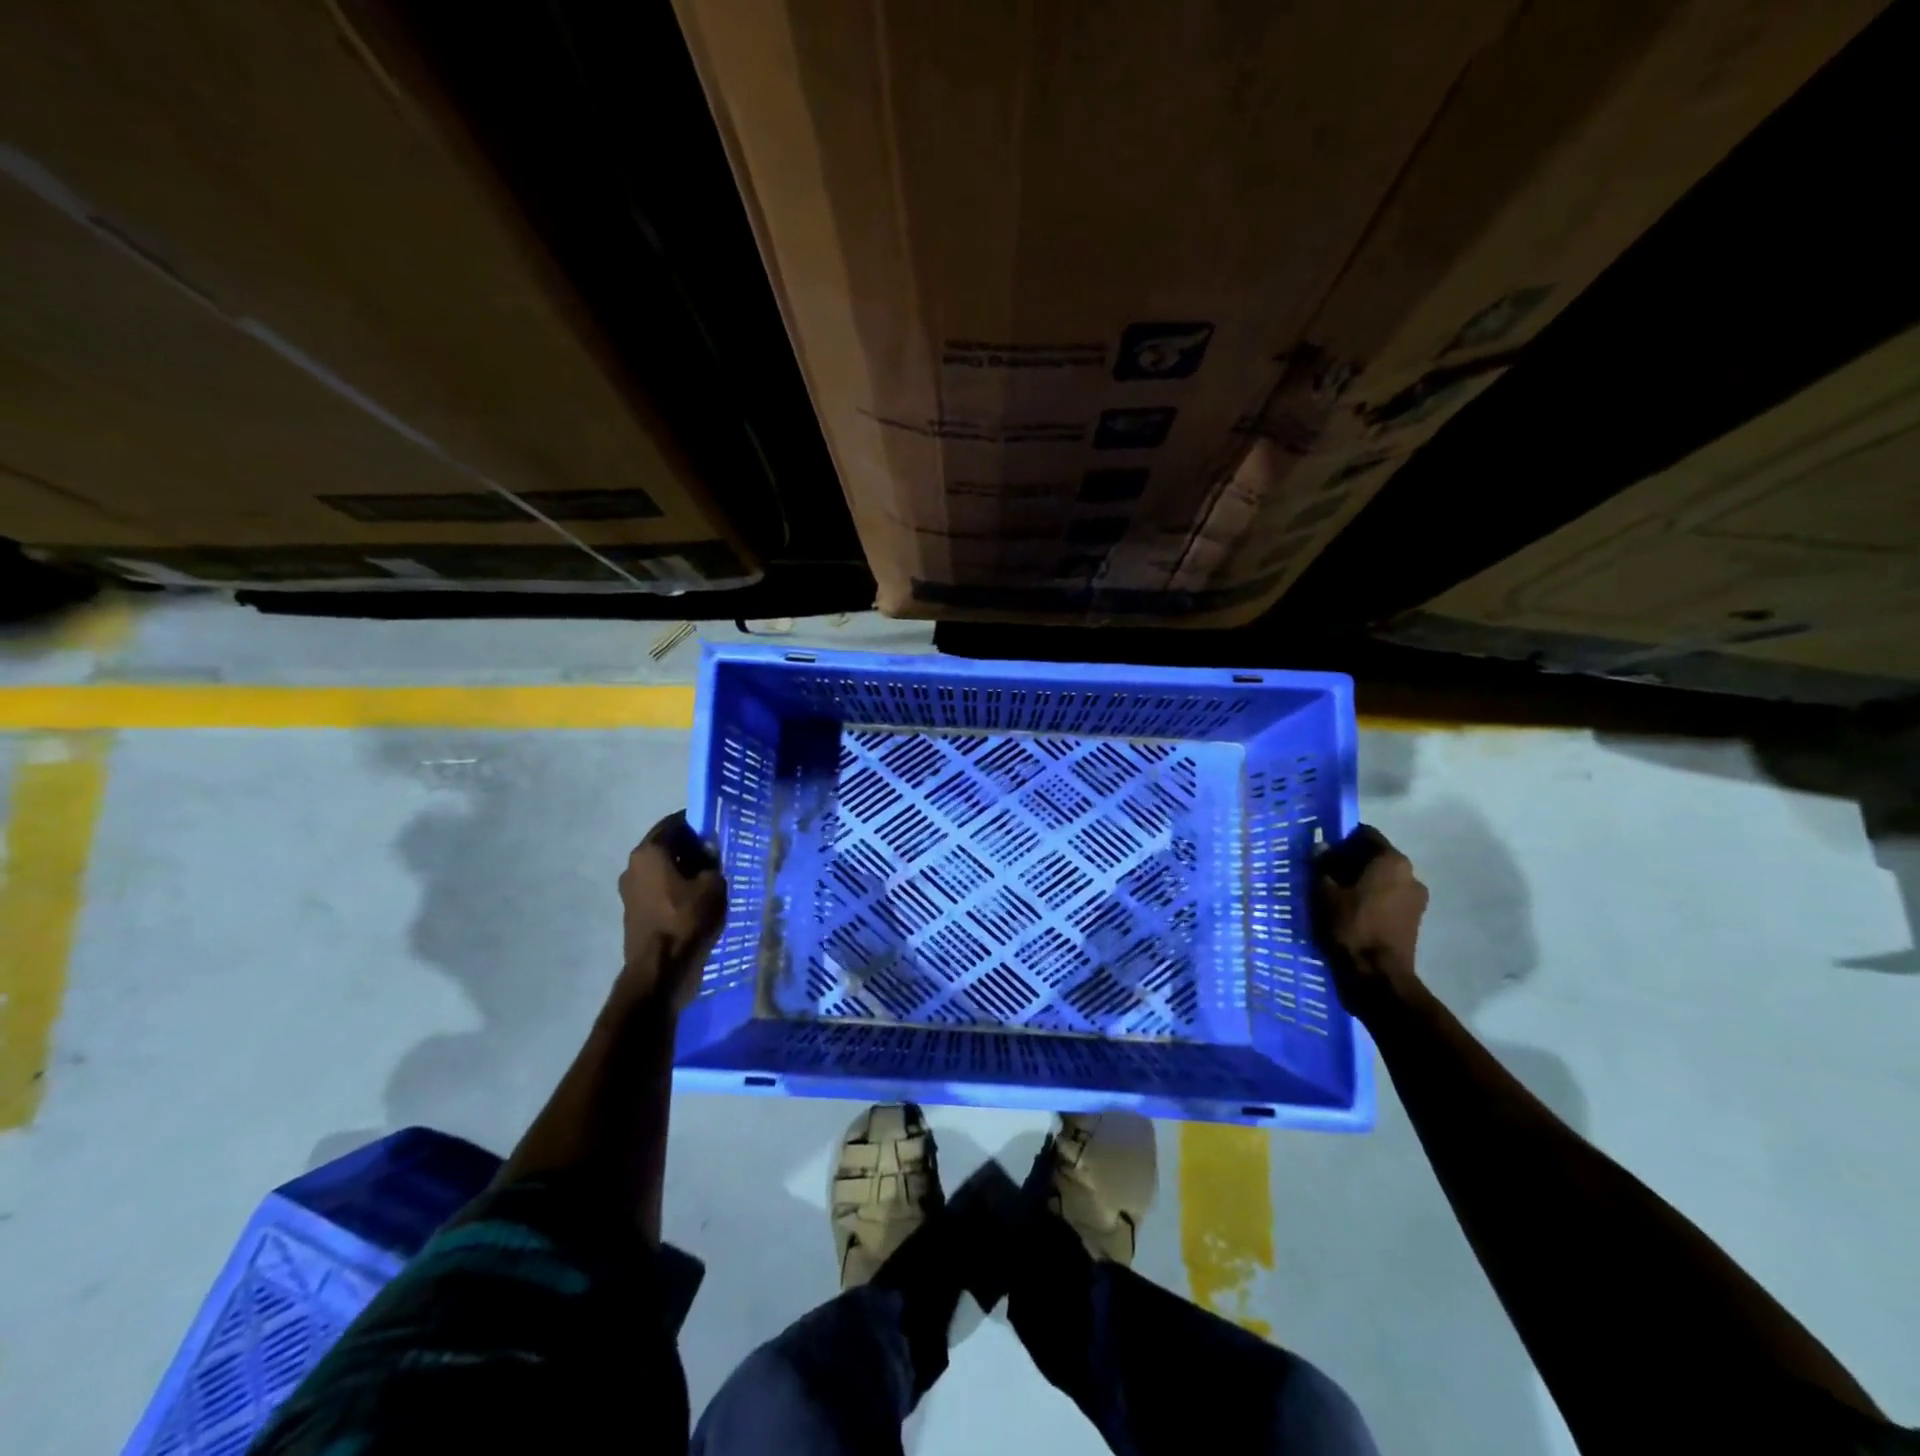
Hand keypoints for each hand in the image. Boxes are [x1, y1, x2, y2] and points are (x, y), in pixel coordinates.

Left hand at [614, 810, 727, 1014]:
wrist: (661, 971)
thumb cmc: (687, 920)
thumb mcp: (713, 885)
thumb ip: (711, 862)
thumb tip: (707, 852)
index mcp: (649, 851)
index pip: (675, 822)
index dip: (698, 823)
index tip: (717, 829)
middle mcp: (633, 866)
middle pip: (666, 846)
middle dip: (691, 847)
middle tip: (718, 854)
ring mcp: (629, 891)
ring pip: (661, 869)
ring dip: (683, 870)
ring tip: (710, 879)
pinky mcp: (633, 912)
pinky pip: (658, 889)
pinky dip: (675, 889)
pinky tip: (696, 900)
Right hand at [1313, 825, 1427, 1019]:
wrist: (1377, 976)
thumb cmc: (1351, 926)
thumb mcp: (1325, 893)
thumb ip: (1322, 866)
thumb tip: (1321, 848)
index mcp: (1391, 861)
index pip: (1365, 834)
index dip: (1341, 838)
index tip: (1322, 849)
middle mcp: (1410, 875)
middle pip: (1375, 857)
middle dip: (1350, 861)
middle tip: (1323, 871)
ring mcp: (1415, 899)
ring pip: (1381, 879)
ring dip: (1360, 882)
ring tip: (1334, 894)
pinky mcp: (1412, 920)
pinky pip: (1387, 898)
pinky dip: (1369, 899)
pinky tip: (1349, 911)